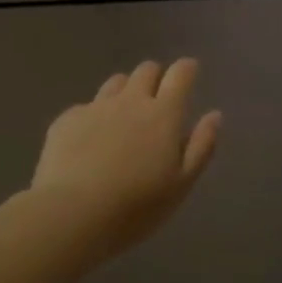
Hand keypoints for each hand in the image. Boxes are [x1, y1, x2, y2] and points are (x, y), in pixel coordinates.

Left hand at [31, 59, 220, 263]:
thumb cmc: (136, 206)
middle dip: (156, 77)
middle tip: (157, 100)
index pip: (180, 74)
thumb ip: (201, 146)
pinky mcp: (66, 119)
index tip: (189, 72)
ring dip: (125, 91)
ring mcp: (95, 107)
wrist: (71, 214)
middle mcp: (130, 100)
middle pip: (146, 70)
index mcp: (163, 114)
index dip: (187, 69)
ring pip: (116, 83)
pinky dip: (94, 116)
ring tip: (124, 118)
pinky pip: (86, 107)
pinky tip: (89, 142)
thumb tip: (214, 115)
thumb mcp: (181, 184)